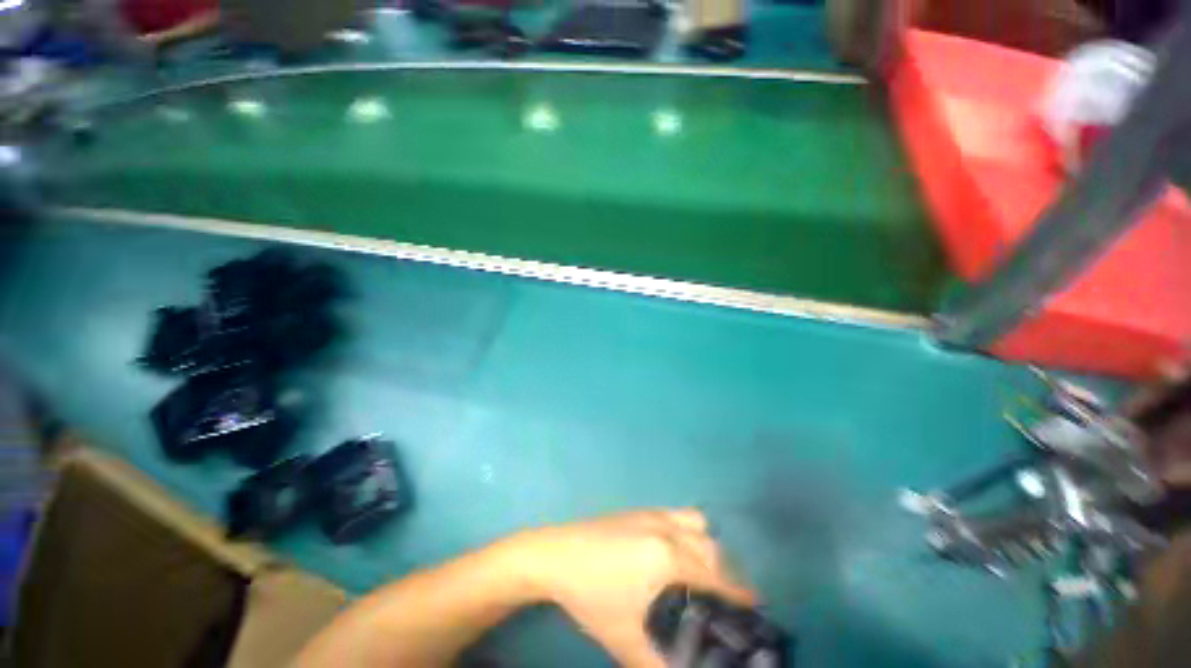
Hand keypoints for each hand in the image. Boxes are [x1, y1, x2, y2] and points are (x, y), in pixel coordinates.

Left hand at [505, 509, 756, 667]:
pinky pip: (679, 514)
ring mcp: (654, 514)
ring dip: (708, 546)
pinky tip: (679, 549)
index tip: (755, 605)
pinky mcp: (641, 509)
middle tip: (725, 598)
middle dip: (725, 573)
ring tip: (704, 572)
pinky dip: (690, 529)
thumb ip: (659, 666)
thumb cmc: (591, 597)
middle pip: (711, 548)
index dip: (738, 592)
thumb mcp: (626, 639)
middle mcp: (667, 529)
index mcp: (668, 558)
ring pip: (697, 525)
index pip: (716, 576)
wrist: (557, 555)